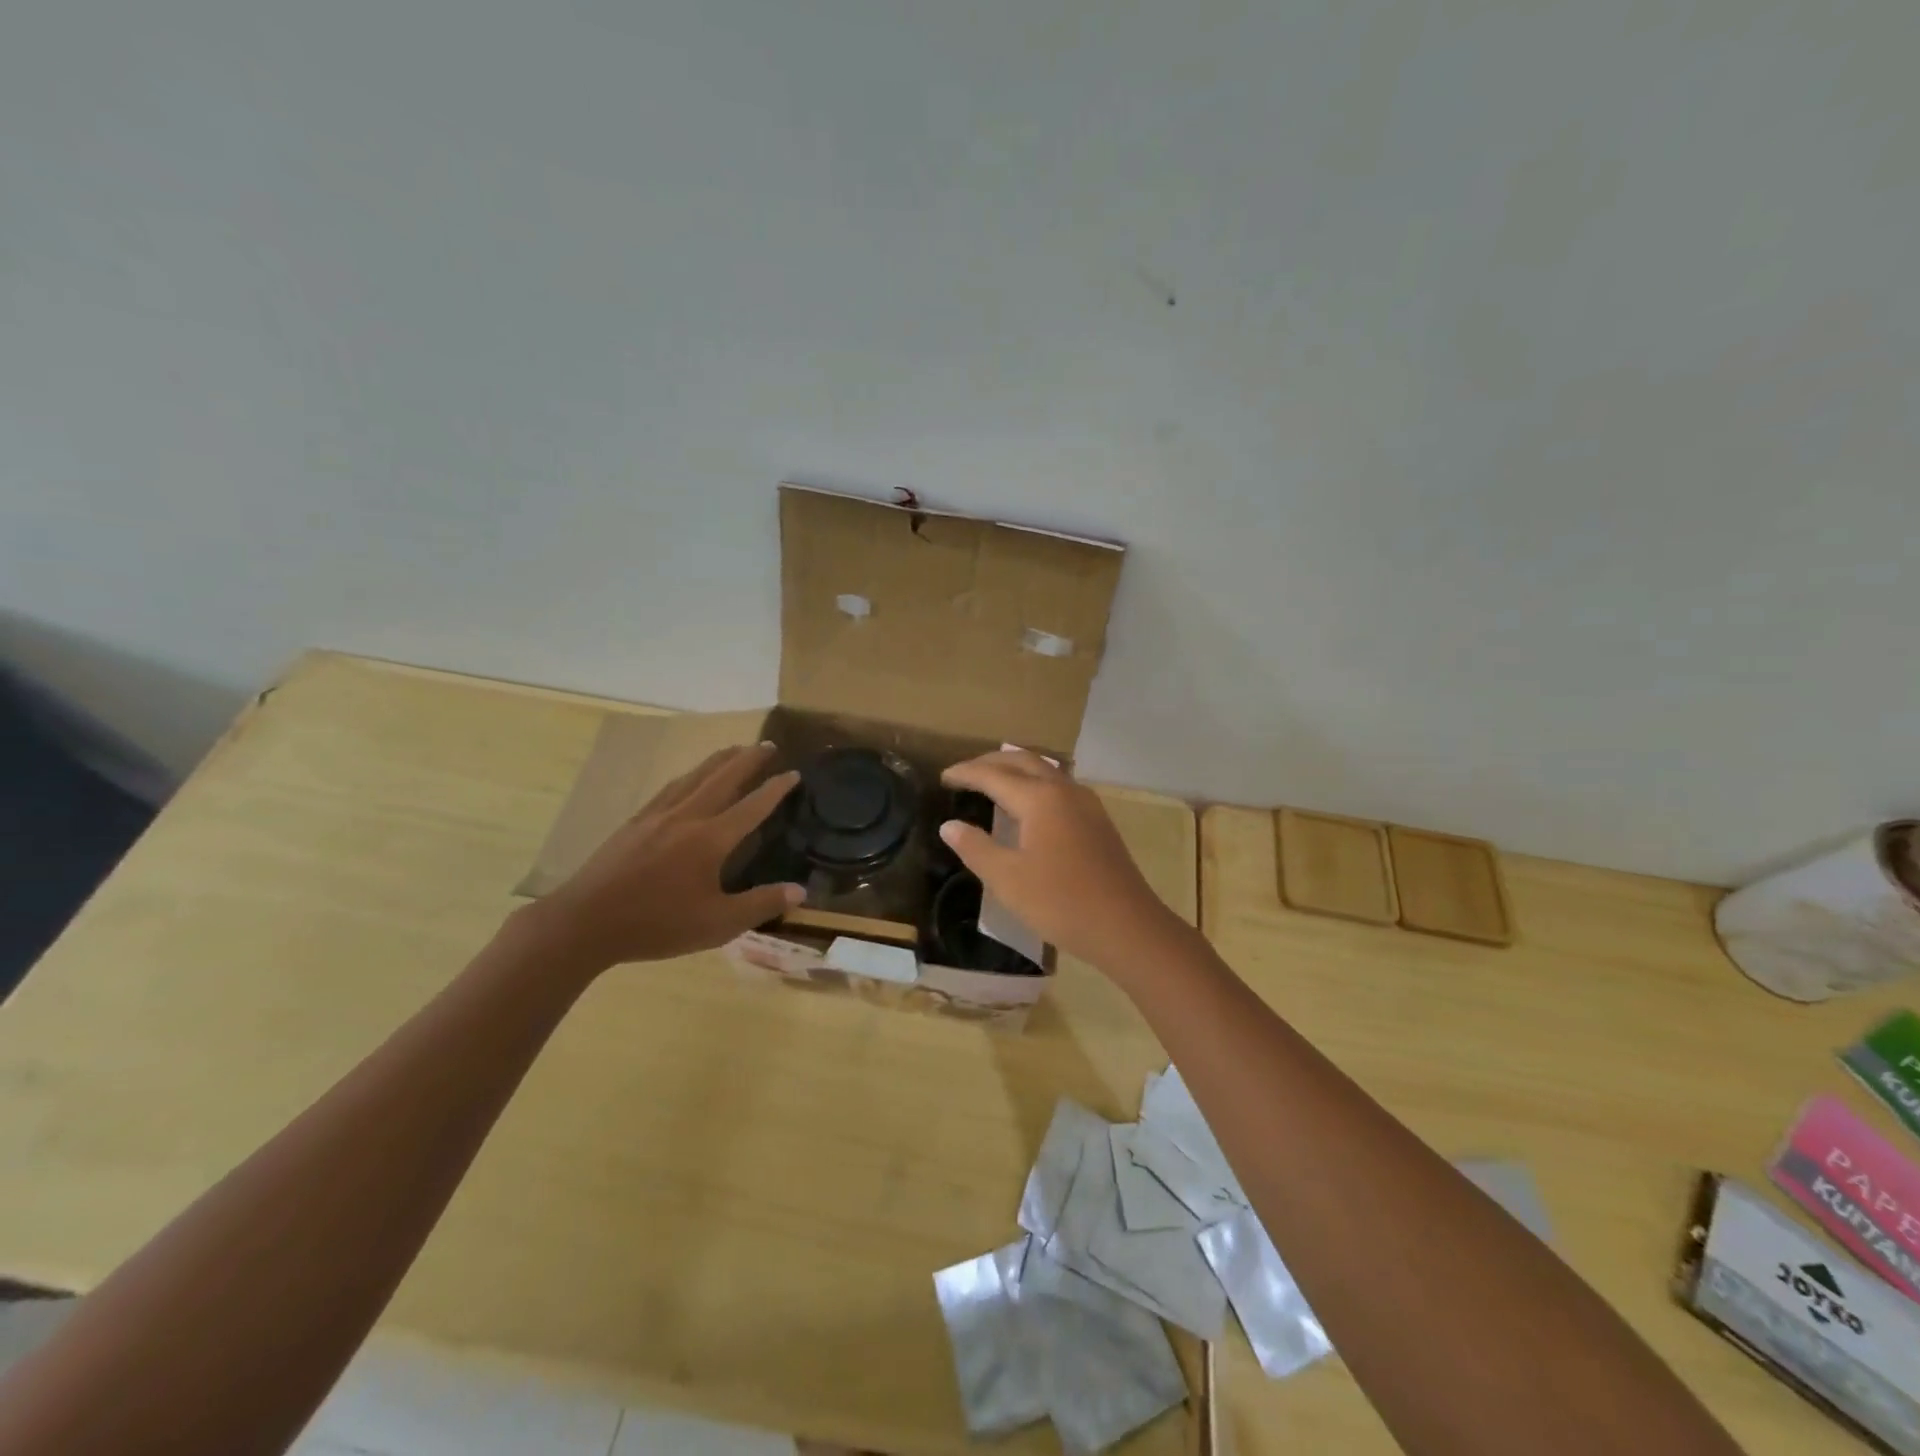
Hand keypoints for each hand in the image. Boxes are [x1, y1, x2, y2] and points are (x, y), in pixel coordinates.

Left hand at [526, 743, 803, 971]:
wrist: (584, 923)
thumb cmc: (657, 925)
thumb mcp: (717, 924)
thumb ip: (761, 904)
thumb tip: (801, 890)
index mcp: (710, 840)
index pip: (752, 807)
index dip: (776, 789)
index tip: (794, 773)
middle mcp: (687, 817)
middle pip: (723, 778)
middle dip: (748, 759)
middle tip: (768, 745)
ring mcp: (657, 816)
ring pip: (695, 776)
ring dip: (719, 760)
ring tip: (735, 749)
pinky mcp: (635, 822)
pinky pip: (670, 788)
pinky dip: (690, 775)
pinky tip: (688, 777)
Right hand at [938, 749, 1191, 972]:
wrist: (1127, 927)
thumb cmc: (1061, 902)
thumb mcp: (1007, 879)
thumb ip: (975, 848)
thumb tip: (950, 825)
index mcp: (1039, 798)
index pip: (993, 775)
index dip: (965, 774)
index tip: (943, 777)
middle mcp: (1064, 790)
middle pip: (1023, 761)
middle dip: (991, 762)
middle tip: (965, 773)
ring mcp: (1086, 803)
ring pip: (1045, 770)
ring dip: (1016, 769)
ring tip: (993, 782)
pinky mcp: (1098, 820)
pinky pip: (1060, 786)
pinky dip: (1035, 783)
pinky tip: (1029, 806)